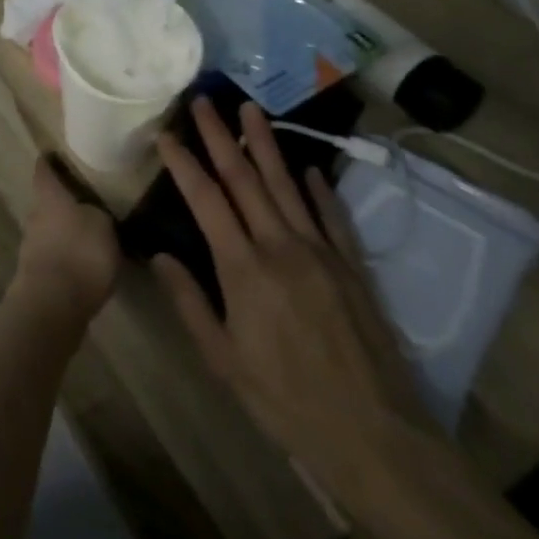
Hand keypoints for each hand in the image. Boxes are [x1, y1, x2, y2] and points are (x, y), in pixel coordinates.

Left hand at [13, 156, 120, 323]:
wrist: (53, 303)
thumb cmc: (80, 252)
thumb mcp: (102, 225)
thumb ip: (98, 214)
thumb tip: (93, 213)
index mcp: (49, 197)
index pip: (44, 171)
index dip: (49, 162)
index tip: (53, 154)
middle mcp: (35, 216)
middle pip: (46, 202)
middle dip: (62, 201)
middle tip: (84, 200)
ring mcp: (32, 246)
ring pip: (49, 230)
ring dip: (64, 232)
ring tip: (88, 235)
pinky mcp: (36, 274)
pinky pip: (54, 256)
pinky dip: (66, 256)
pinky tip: (83, 264)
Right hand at [151, 98, 442, 498]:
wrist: (378, 437)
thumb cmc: (287, 401)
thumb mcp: (223, 360)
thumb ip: (190, 302)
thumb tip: (160, 255)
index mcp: (244, 268)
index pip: (206, 200)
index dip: (183, 163)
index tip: (166, 133)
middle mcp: (281, 247)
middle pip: (245, 179)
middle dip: (221, 136)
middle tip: (204, 100)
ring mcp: (322, 253)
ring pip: (288, 186)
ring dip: (267, 145)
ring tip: (251, 110)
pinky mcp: (353, 268)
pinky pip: (331, 216)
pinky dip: (317, 189)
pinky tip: (308, 169)